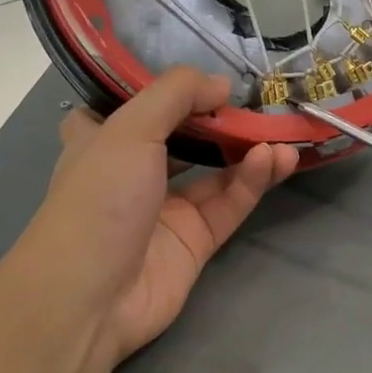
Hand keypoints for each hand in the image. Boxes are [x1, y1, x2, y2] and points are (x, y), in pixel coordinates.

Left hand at [21, 69, 297, 370]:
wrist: (91, 295)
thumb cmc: (99, 198)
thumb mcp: (129, 128)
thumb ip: (176, 95)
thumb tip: (221, 83)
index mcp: (102, 140)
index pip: (129, 106)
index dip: (162, 90)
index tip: (199, 76)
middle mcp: (134, 172)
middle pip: (183, 137)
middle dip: (218, 120)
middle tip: (256, 101)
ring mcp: (167, 209)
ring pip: (216, 171)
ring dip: (247, 150)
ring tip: (280, 132)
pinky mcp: (196, 241)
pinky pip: (230, 204)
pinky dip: (252, 181)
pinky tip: (274, 159)